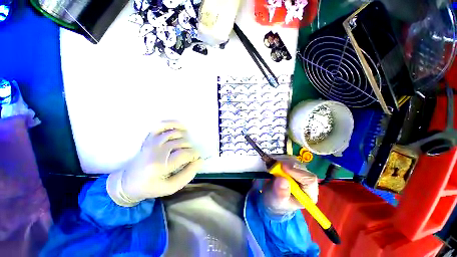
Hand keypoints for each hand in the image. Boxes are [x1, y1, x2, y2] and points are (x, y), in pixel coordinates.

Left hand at [107, 121, 202, 205]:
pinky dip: (174, 124)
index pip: (185, 154)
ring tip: (184, 148)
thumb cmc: (151, 186)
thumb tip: (200, 160)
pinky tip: (181, 128)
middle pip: (182, 142)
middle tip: (189, 157)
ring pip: (176, 133)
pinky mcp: (149, 137)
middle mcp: (155, 150)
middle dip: (190, 149)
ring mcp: (152, 141)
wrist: (128, 182)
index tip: (197, 159)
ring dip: (185, 139)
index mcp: (159, 165)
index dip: (195, 155)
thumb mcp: (171, 187)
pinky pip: (163, 124)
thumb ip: (188, 174)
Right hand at [262, 162, 317, 215]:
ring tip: (274, 166)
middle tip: (276, 166)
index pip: (309, 180)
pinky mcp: (293, 169)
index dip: (297, 172)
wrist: (272, 197)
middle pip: (303, 169)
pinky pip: (290, 160)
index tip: (283, 168)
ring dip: (284, 162)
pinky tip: (275, 164)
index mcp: (309, 194)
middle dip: (289, 166)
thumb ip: (281, 193)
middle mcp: (307, 183)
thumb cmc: (277, 202)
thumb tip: (283, 180)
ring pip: (296, 163)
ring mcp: (300, 174)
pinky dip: (282, 160)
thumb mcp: (277, 200)